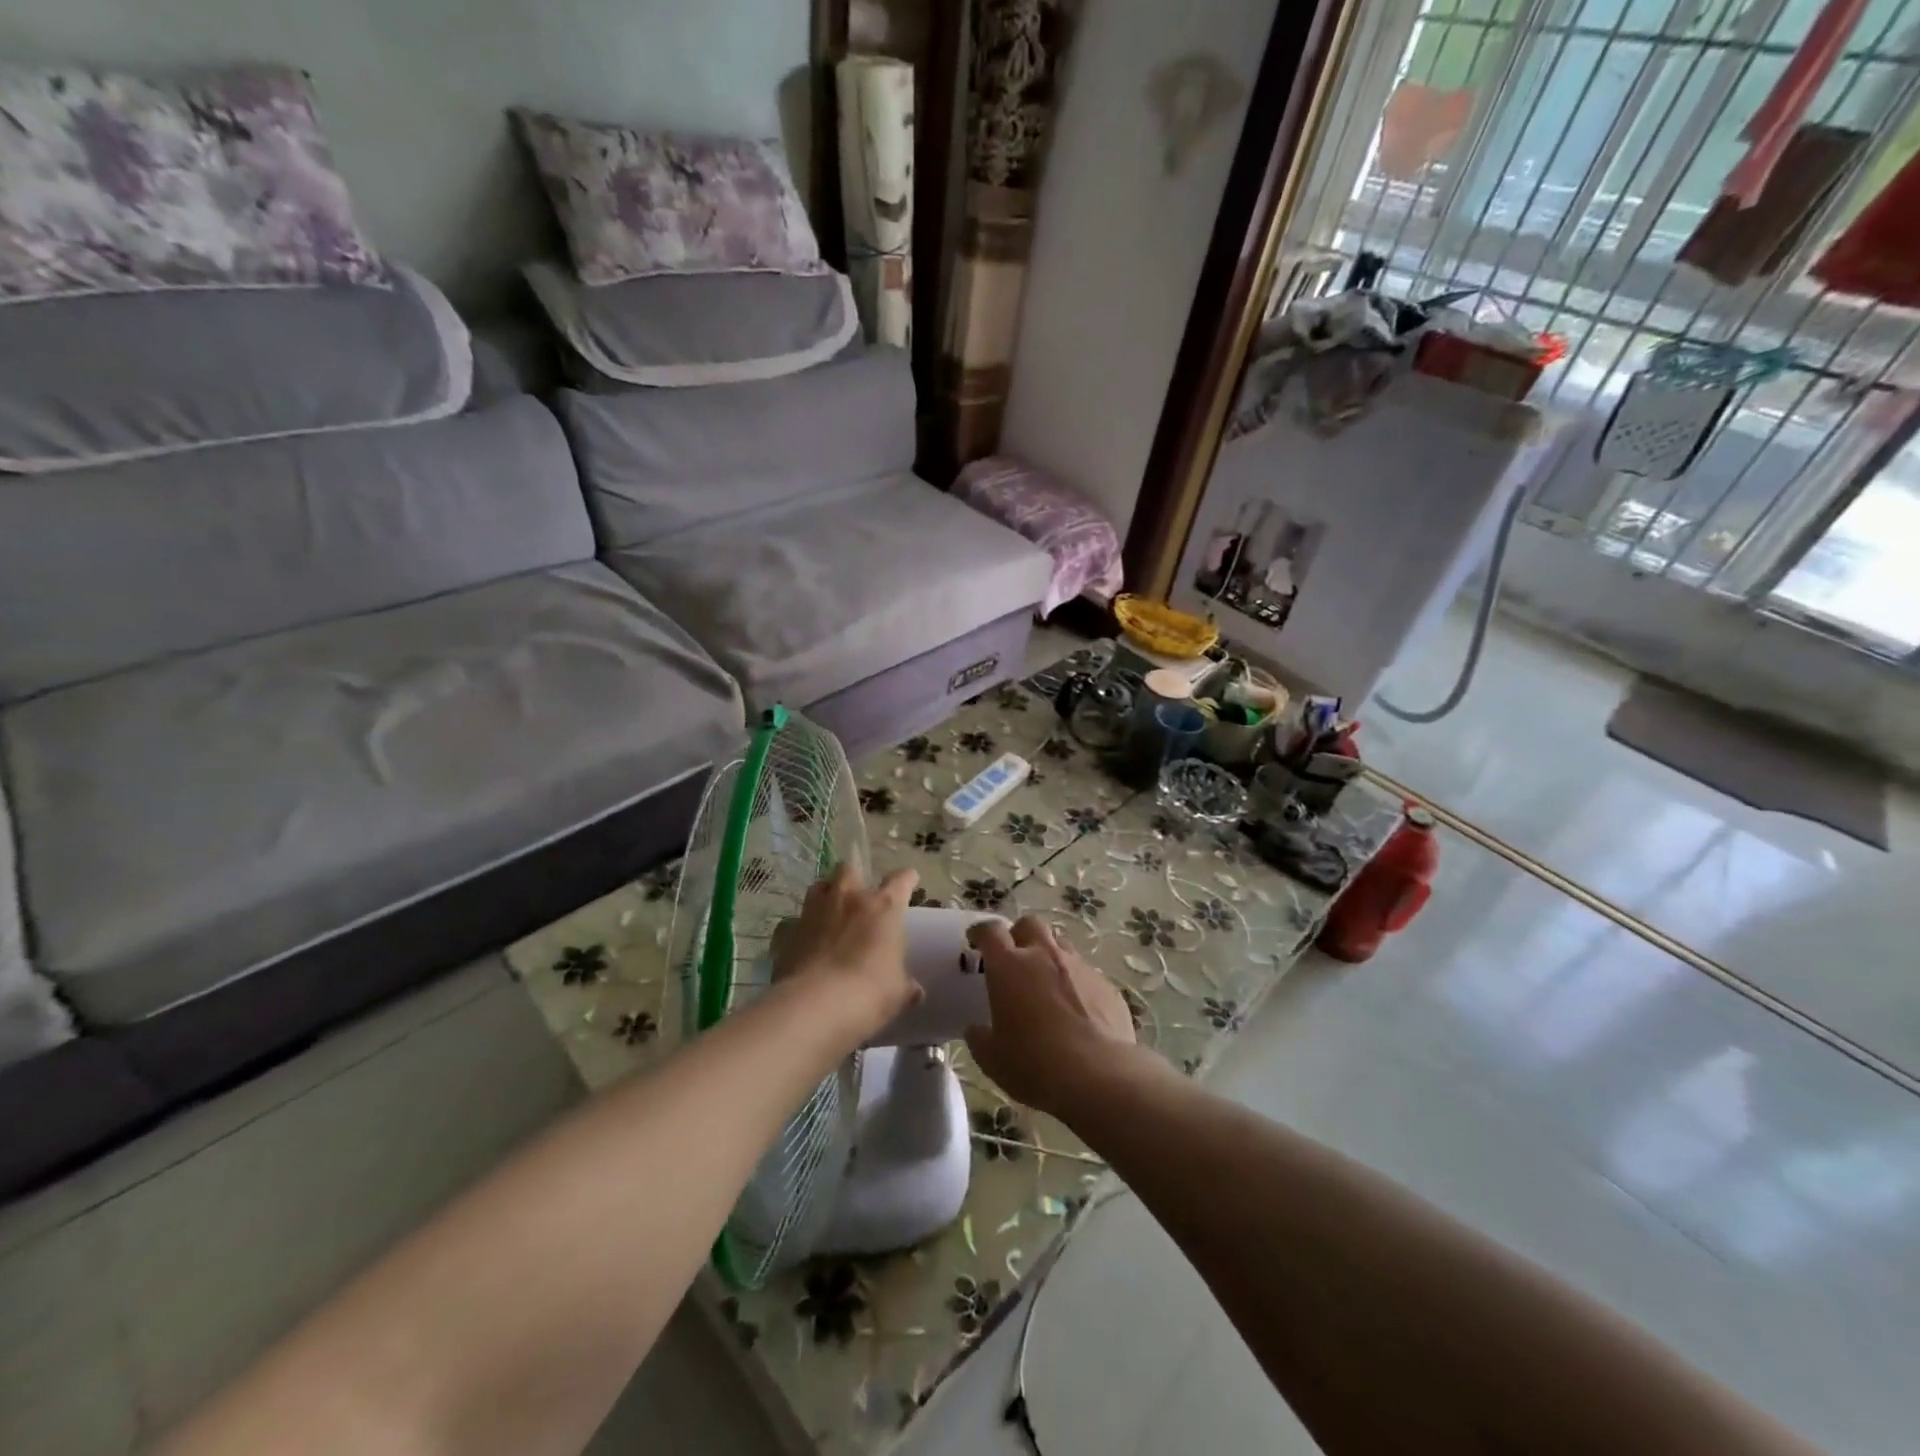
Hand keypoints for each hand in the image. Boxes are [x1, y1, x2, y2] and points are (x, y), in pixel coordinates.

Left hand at [770, 863, 921, 1042]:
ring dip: (826, 895)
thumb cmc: (869, 992)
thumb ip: (905, 986)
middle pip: (850, 868)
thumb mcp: (897, 993)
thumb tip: (914, 991)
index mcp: (884, 907)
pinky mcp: (788, 930)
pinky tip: (804, 944)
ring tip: (830, 913)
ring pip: (819, 886)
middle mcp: (849, 898)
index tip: (909, 880)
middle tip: (859, 897)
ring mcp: (815, 911)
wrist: (815, 1005)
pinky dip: (800, 928)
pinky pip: (794, 921)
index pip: (901, 880)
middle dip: (855, 878)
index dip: (906, 879)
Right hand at [964, 916, 1141, 1121]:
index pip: (991, 931)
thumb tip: (977, 1030)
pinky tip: (1076, 1010)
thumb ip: (980, 1037)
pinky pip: (1086, 974)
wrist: (1098, 1076)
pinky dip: (1076, 983)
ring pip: (1061, 944)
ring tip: (1046, 982)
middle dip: (1019, 934)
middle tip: (1014, 957)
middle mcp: (1044, 955)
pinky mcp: (1106, 985)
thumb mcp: (992, 1058)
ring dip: (1049, 955)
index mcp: (1009, 966)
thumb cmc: (1034, 1064)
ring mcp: (1079, 967)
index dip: (981, 932)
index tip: (976, 941)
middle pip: (1030, 924)